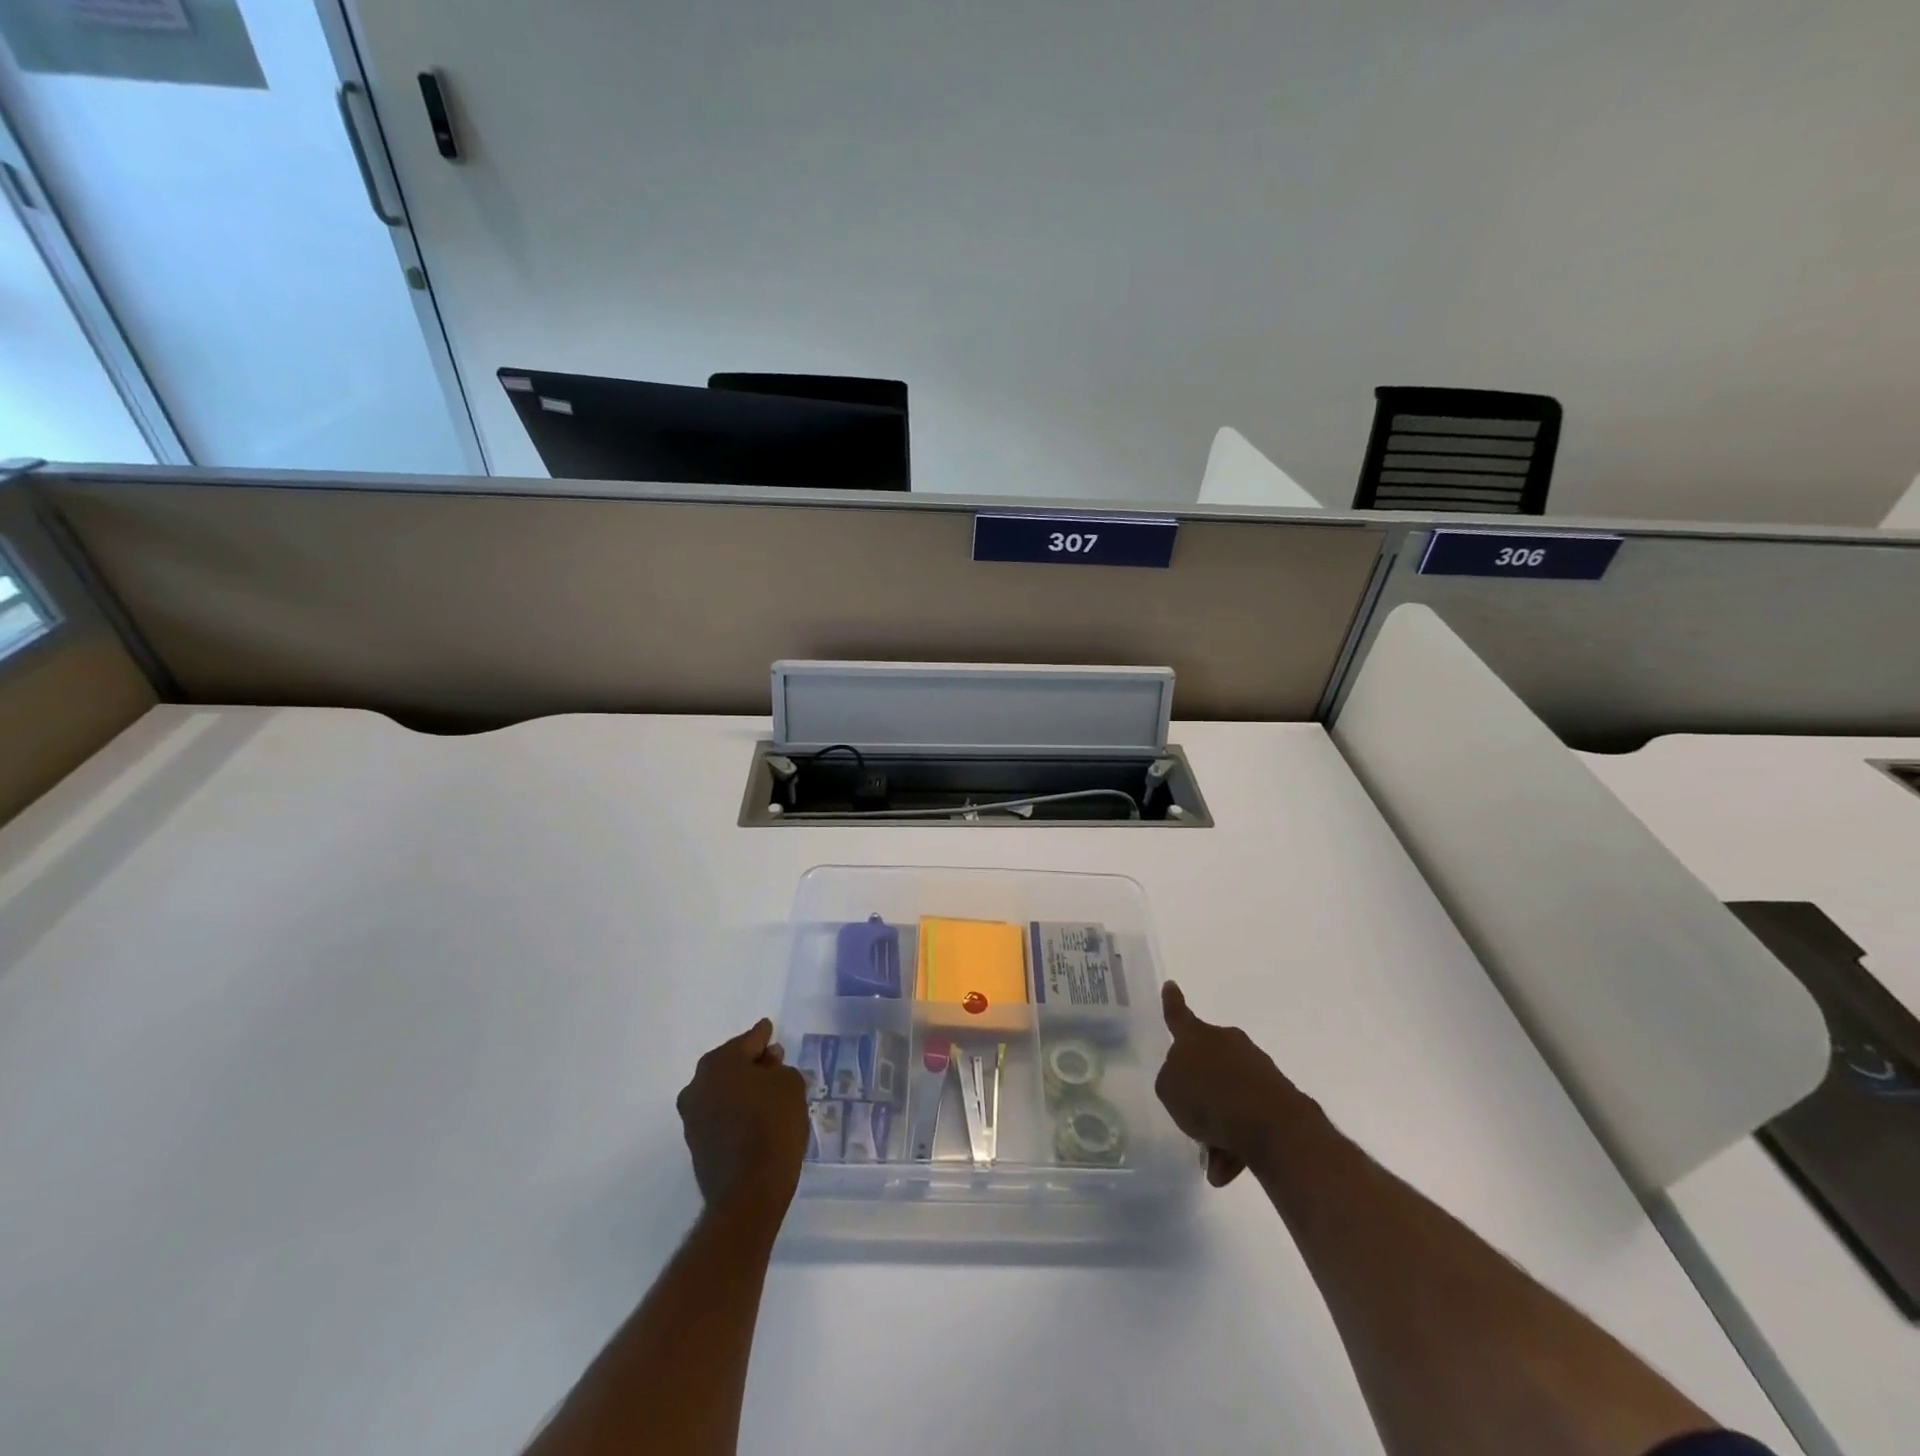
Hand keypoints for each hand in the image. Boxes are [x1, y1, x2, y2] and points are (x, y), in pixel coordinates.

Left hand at [676, 1019, 809, 1208]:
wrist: (749, 1192)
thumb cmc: (773, 1125)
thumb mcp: (790, 1084)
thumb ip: (779, 1066)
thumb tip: (766, 1065)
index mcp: (720, 1063)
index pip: (748, 1040)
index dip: (763, 1036)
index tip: (768, 1029)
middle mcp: (698, 1084)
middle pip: (731, 1063)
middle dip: (751, 1062)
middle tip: (774, 1063)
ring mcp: (692, 1116)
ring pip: (723, 1089)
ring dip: (742, 1088)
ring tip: (767, 1093)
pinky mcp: (695, 1143)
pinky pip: (719, 1113)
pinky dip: (735, 1110)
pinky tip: (754, 1117)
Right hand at [1156, 980, 1316, 1186]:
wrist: (1270, 1124)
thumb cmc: (1209, 1098)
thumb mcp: (1169, 1089)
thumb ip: (1172, 1081)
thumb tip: (1190, 1085)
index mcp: (1196, 1036)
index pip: (1178, 1014)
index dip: (1172, 1002)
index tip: (1171, 985)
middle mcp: (1227, 1042)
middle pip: (1206, 1063)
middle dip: (1199, 1091)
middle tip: (1192, 1122)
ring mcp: (1255, 1066)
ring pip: (1228, 1095)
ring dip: (1218, 1125)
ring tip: (1213, 1162)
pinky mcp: (1277, 1094)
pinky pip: (1248, 1116)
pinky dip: (1237, 1140)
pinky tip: (1230, 1169)